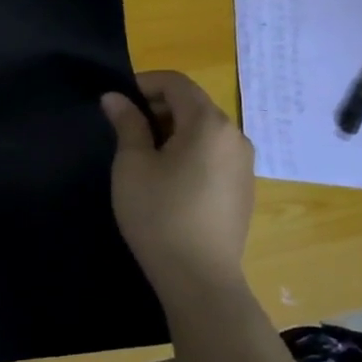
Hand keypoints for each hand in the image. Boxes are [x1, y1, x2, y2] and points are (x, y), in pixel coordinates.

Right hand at [101, 71, 253, 293]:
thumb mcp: (133, 165)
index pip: (177, 83)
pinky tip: (169, 182)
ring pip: (205, 131)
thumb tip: (116, 98)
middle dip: (158, 108)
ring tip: (144, 157)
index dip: (145, 83)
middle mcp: (235, 136)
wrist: (200, 279)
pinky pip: (215, 155)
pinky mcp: (244, 189)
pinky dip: (191, 153)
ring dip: (174, 132)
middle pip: (194, 105)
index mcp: (209, 123)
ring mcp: (244, 164)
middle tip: (126, 131)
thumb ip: (127, 124)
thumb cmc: (159, 215)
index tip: (117, 101)